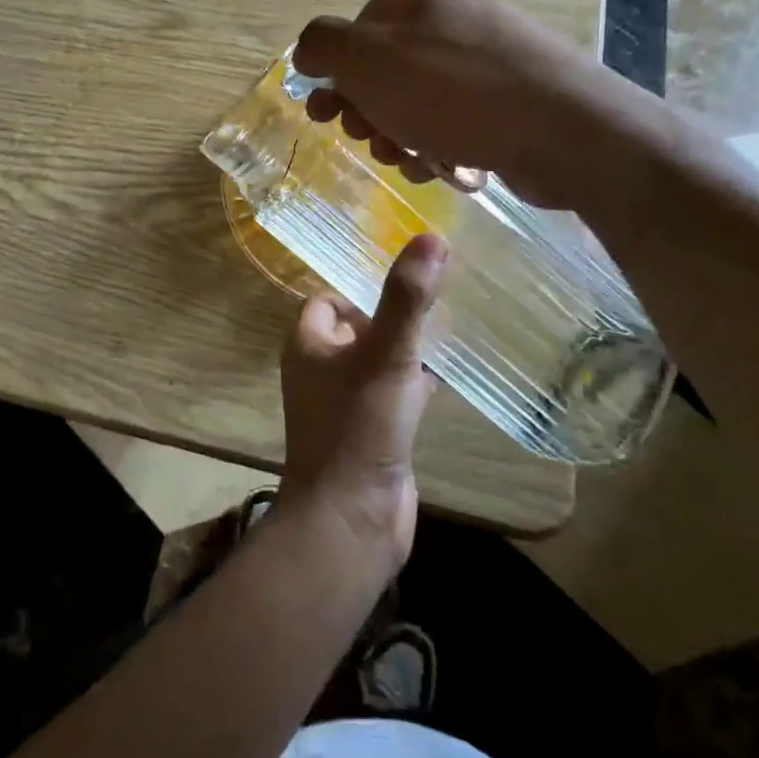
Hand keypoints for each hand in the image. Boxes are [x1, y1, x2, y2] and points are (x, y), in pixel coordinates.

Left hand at [278, 234, 447, 570]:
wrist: (352, 520)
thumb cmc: (358, 427)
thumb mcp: (385, 355)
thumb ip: (407, 298)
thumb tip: (431, 236)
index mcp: (308, 346)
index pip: (328, 301)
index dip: (361, 290)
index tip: (404, 282)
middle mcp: (320, 372)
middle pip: (356, 330)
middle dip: (391, 316)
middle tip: (436, 300)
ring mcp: (345, 406)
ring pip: (377, 363)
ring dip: (407, 349)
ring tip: (450, 328)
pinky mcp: (371, 435)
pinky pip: (393, 396)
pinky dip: (416, 384)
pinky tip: (449, 377)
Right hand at [294, 0, 601, 208]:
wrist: (564, 130)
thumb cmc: (452, 90)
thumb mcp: (366, 60)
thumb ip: (322, 45)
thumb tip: (308, 51)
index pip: (354, 33)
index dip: (337, 79)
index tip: (329, 117)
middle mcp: (454, 13)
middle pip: (384, 70)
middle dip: (368, 113)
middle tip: (372, 140)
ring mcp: (486, 55)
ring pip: (415, 100)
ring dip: (398, 135)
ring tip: (408, 159)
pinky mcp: (509, 96)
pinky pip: (452, 119)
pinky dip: (437, 144)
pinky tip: (439, 166)